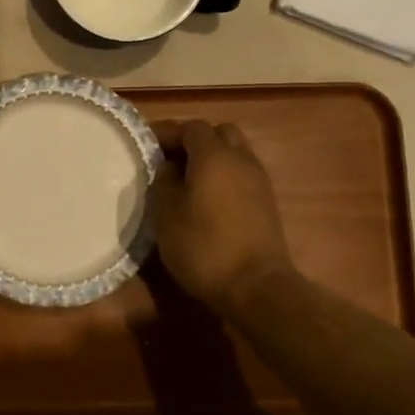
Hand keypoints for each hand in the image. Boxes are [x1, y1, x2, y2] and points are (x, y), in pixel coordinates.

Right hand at [151, 120, 294, 311]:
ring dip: (212, 159)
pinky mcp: (267, 203)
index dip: (168, 132)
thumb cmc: (204, 246)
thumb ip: (163, 182)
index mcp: (214, 156)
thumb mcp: (166, 214)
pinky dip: (225, 177)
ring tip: (188, 180)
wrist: (257, 287)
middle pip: (220, 133)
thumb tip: (169, 167)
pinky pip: (243, 175)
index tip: (147, 145)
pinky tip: (208, 199)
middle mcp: (241, 160)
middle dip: (195, 141)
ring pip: (235, 153)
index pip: (191, 127)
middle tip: (171, 159)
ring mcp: (259, 181)